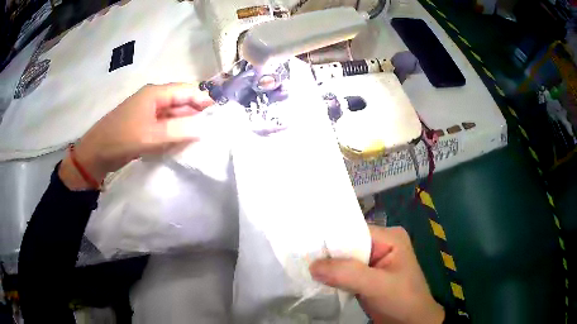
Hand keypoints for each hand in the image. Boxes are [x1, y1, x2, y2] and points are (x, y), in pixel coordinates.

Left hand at [59, 83, 213, 189]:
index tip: (222, 111)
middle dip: (199, 112)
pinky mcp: (145, 127)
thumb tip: (206, 127)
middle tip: (217, 127)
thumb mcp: (150, 135)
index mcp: (155, 94)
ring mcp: (149, 114)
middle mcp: (154, 100)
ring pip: (175, 115)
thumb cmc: (121, 139)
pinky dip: (177, 133)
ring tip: (206, 135)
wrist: (95, 154)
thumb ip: (178, 130)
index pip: (186, 90)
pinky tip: (186, 142)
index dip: (205, 98)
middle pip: (182, 102)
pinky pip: (166, 127)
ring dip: (188, 124)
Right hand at [309, 226, 444, 323]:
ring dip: (329, 267)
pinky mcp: (368, 276)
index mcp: (389, 236)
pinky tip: (318, 279)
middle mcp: (381, 244)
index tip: (305, 247)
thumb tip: (312, 265)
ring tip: (304, 268)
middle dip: (327, 255)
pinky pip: (346, 272)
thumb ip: (347, 273)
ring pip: (345, 259)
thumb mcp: (377, 285)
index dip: (331, 240)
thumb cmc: (402, 300)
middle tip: (301, 259)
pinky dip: (334, 276)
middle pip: (347, 244)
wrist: (411, 323)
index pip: (353, 231)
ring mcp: (374, 261)